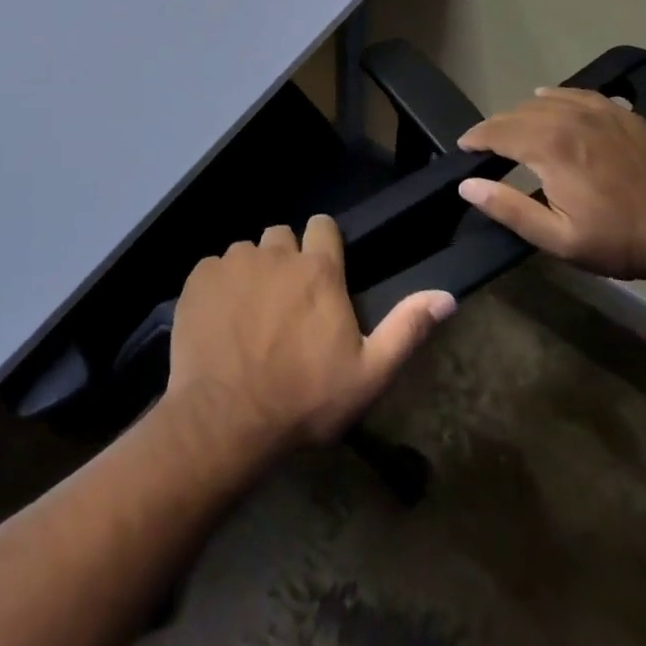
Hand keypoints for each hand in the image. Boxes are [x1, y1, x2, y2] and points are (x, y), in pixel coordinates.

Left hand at [163, 216, 456, 461]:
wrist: (226, 419)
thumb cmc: (304, 399)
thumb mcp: (368, 374)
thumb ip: (407, 329)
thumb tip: (446, 295)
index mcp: (318, 270)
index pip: (322, 226)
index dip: (323, 243)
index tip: (322, 270)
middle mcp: (274, 253)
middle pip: (282, 237)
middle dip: (286, 259)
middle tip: (286, 302)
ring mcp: (233, 262)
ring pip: (246, 252)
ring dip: (252, 273)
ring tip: (250, 315)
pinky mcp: (199, 277)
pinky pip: (213, 268)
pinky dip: (219, 286)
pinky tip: (220, 321)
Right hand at [458, 88, 645, 281]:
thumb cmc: (618, 242)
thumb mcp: (558, 238)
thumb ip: (508, 209)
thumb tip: (467, 184)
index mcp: (551, 147)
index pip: (497, 131)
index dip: (475, 137)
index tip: (464, 147)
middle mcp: (570, 119)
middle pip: (517, 113)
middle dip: (496, 127)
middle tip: (487, 146)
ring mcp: (600, 112)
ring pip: (545, 100)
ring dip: (523, 114)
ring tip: (516, 132)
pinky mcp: (622, 113)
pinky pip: (577, 94)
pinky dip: (556, 98)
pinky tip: (551, 104)